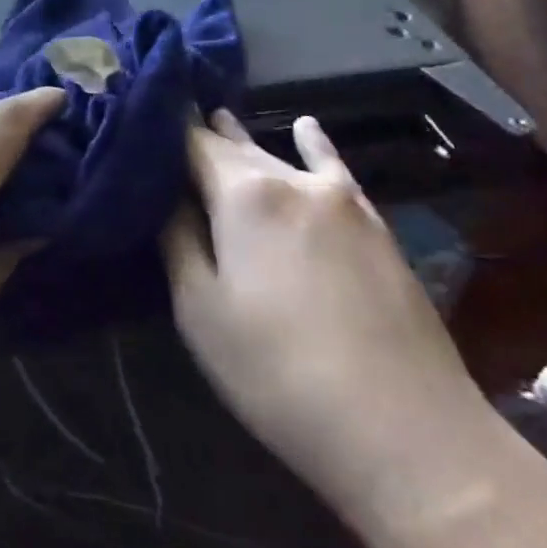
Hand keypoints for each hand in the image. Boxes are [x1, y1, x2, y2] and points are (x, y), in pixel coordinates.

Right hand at [163, 111, 484, 504]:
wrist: (406, 431)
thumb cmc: (278, 373)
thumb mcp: (200, 310)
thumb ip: (178, 238)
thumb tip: (167, 193)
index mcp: (243, 194)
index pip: (193, 143)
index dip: (166, 129)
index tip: (140, 119)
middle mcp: (292, 181)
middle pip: (236, 148)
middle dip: (203, 136)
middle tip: (170, 121)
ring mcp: (341, 199)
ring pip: (279, 158)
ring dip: (246, 142)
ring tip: (219, 116)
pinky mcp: (375, 225)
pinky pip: (334, 170)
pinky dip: (315, 146)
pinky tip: (307, 127)